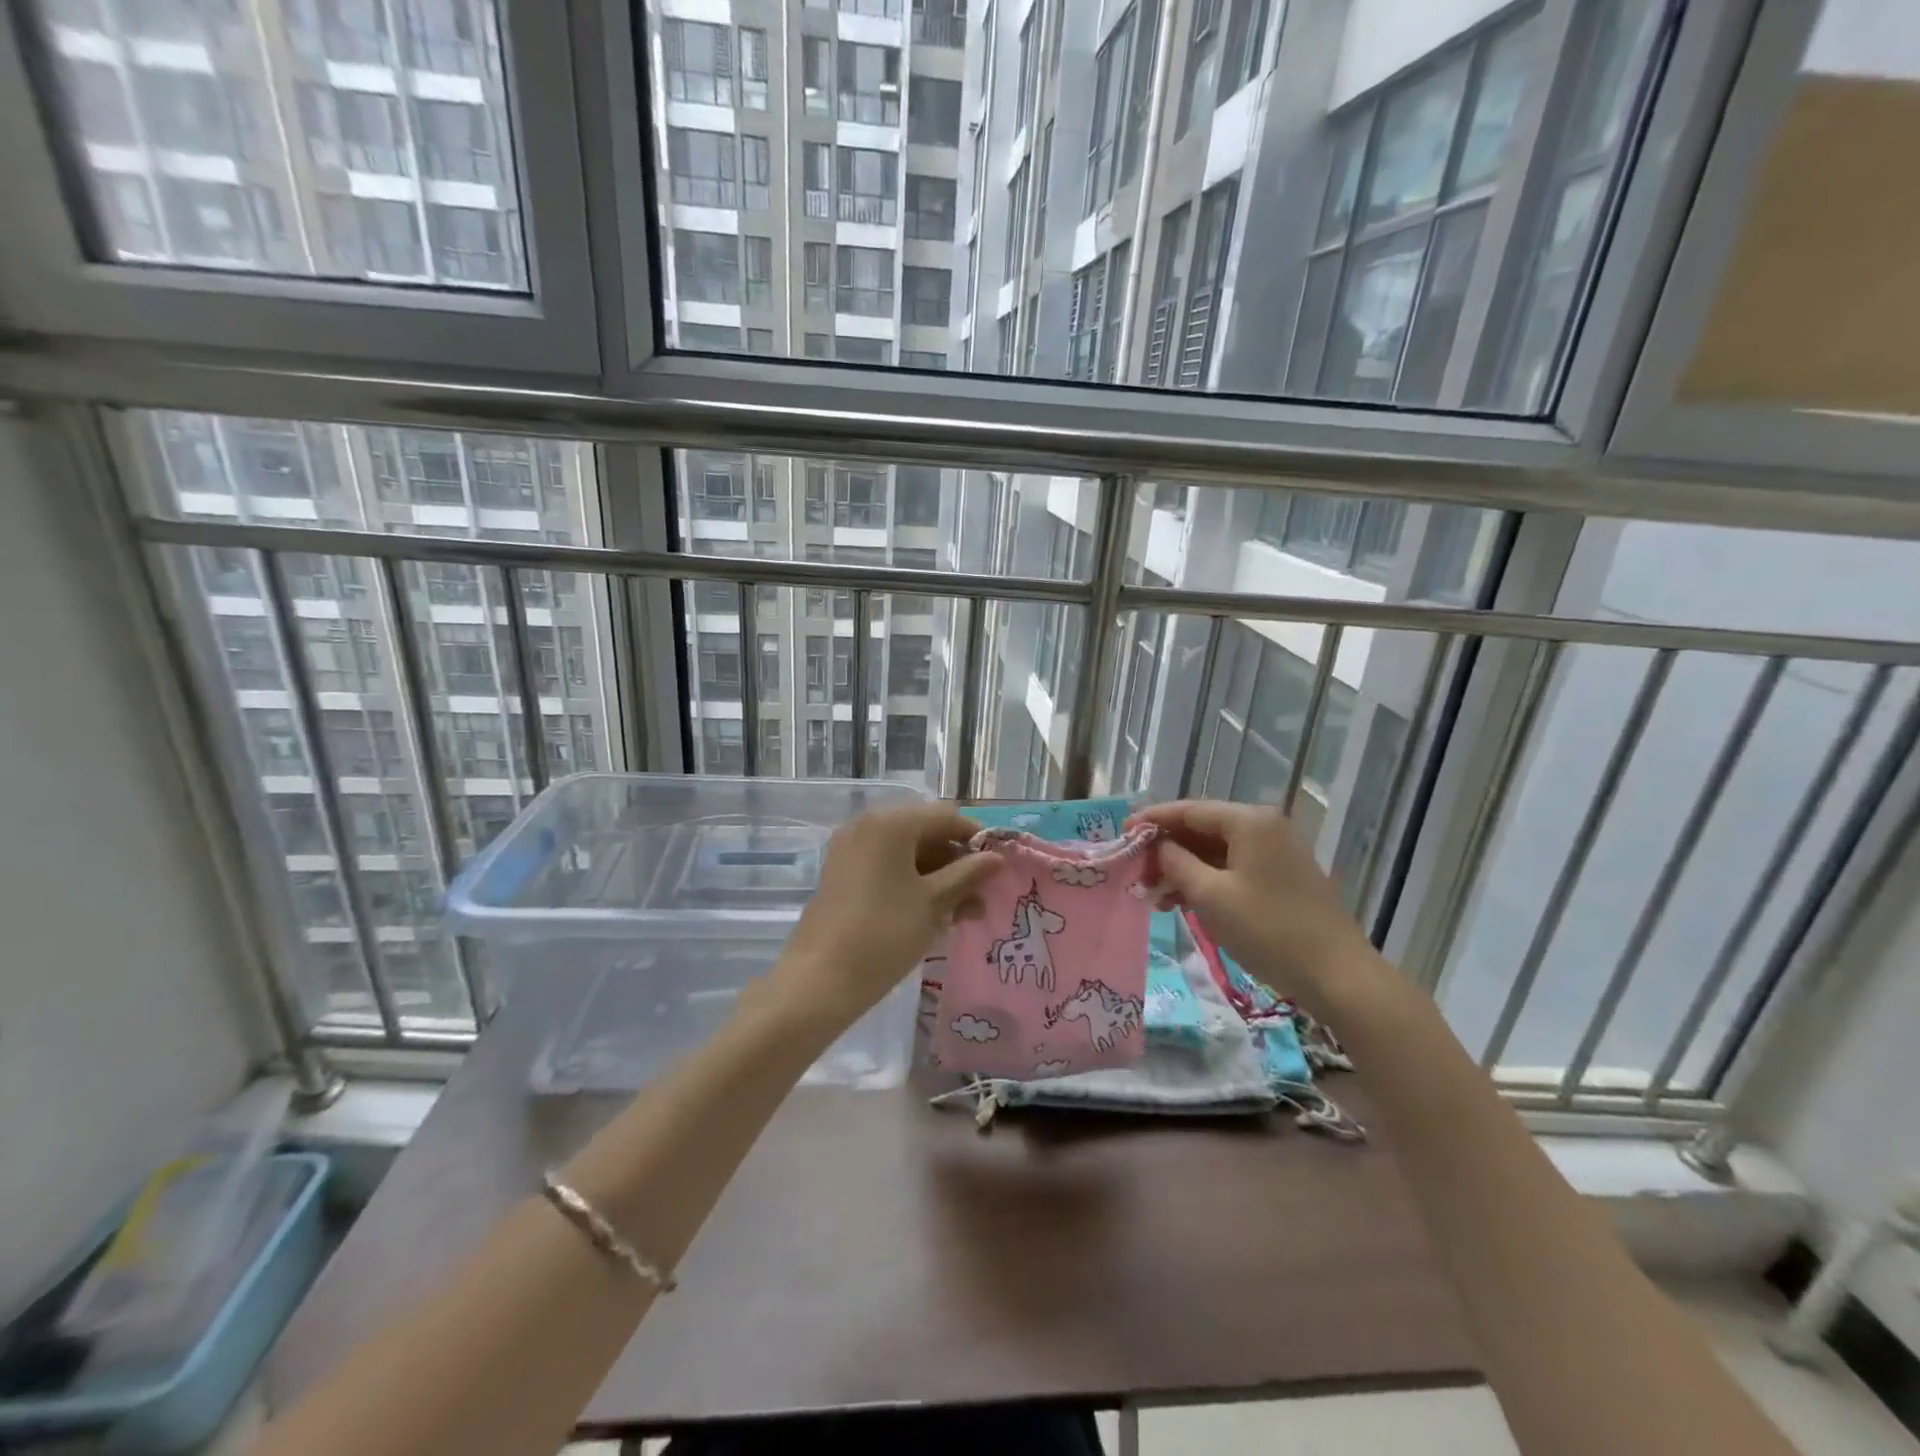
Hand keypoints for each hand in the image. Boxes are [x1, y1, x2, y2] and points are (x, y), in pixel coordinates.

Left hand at [774, 802, 1002, 1030]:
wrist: (820, 980)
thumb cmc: (885, 933)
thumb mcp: (934, 903)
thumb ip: (968, 874)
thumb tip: (997, 858)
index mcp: (890, 823)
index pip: (945, 817)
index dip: (975, 839)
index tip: (998, 867)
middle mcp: (867, 826)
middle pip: (925, 833)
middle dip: (957, 863)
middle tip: (981, 897)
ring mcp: (850, 850)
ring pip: (906, 854)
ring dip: (938, 877)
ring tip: (963, 916)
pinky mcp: (842, 875)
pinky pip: (886, 868)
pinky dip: (912, 884)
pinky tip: (932, 915)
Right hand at [1129, 800, 1375, 1018]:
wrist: (1337, 975)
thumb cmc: (1268, 930)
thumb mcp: (1211, 895)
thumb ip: (1176, 863)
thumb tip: (1158, 847)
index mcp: (1249, 821)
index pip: (1189, 810)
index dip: (1152, 820)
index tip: (1122, 832)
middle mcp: (1264, 827)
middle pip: (1202, 828)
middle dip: (1166, 849)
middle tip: (1136, 873)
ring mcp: (1275, 852)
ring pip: (1215, 851)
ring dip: (1183, 869)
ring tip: (1154, 896)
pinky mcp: (1280, 877)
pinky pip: (1232, 868)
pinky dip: (1205, 881)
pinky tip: (1182, 902)